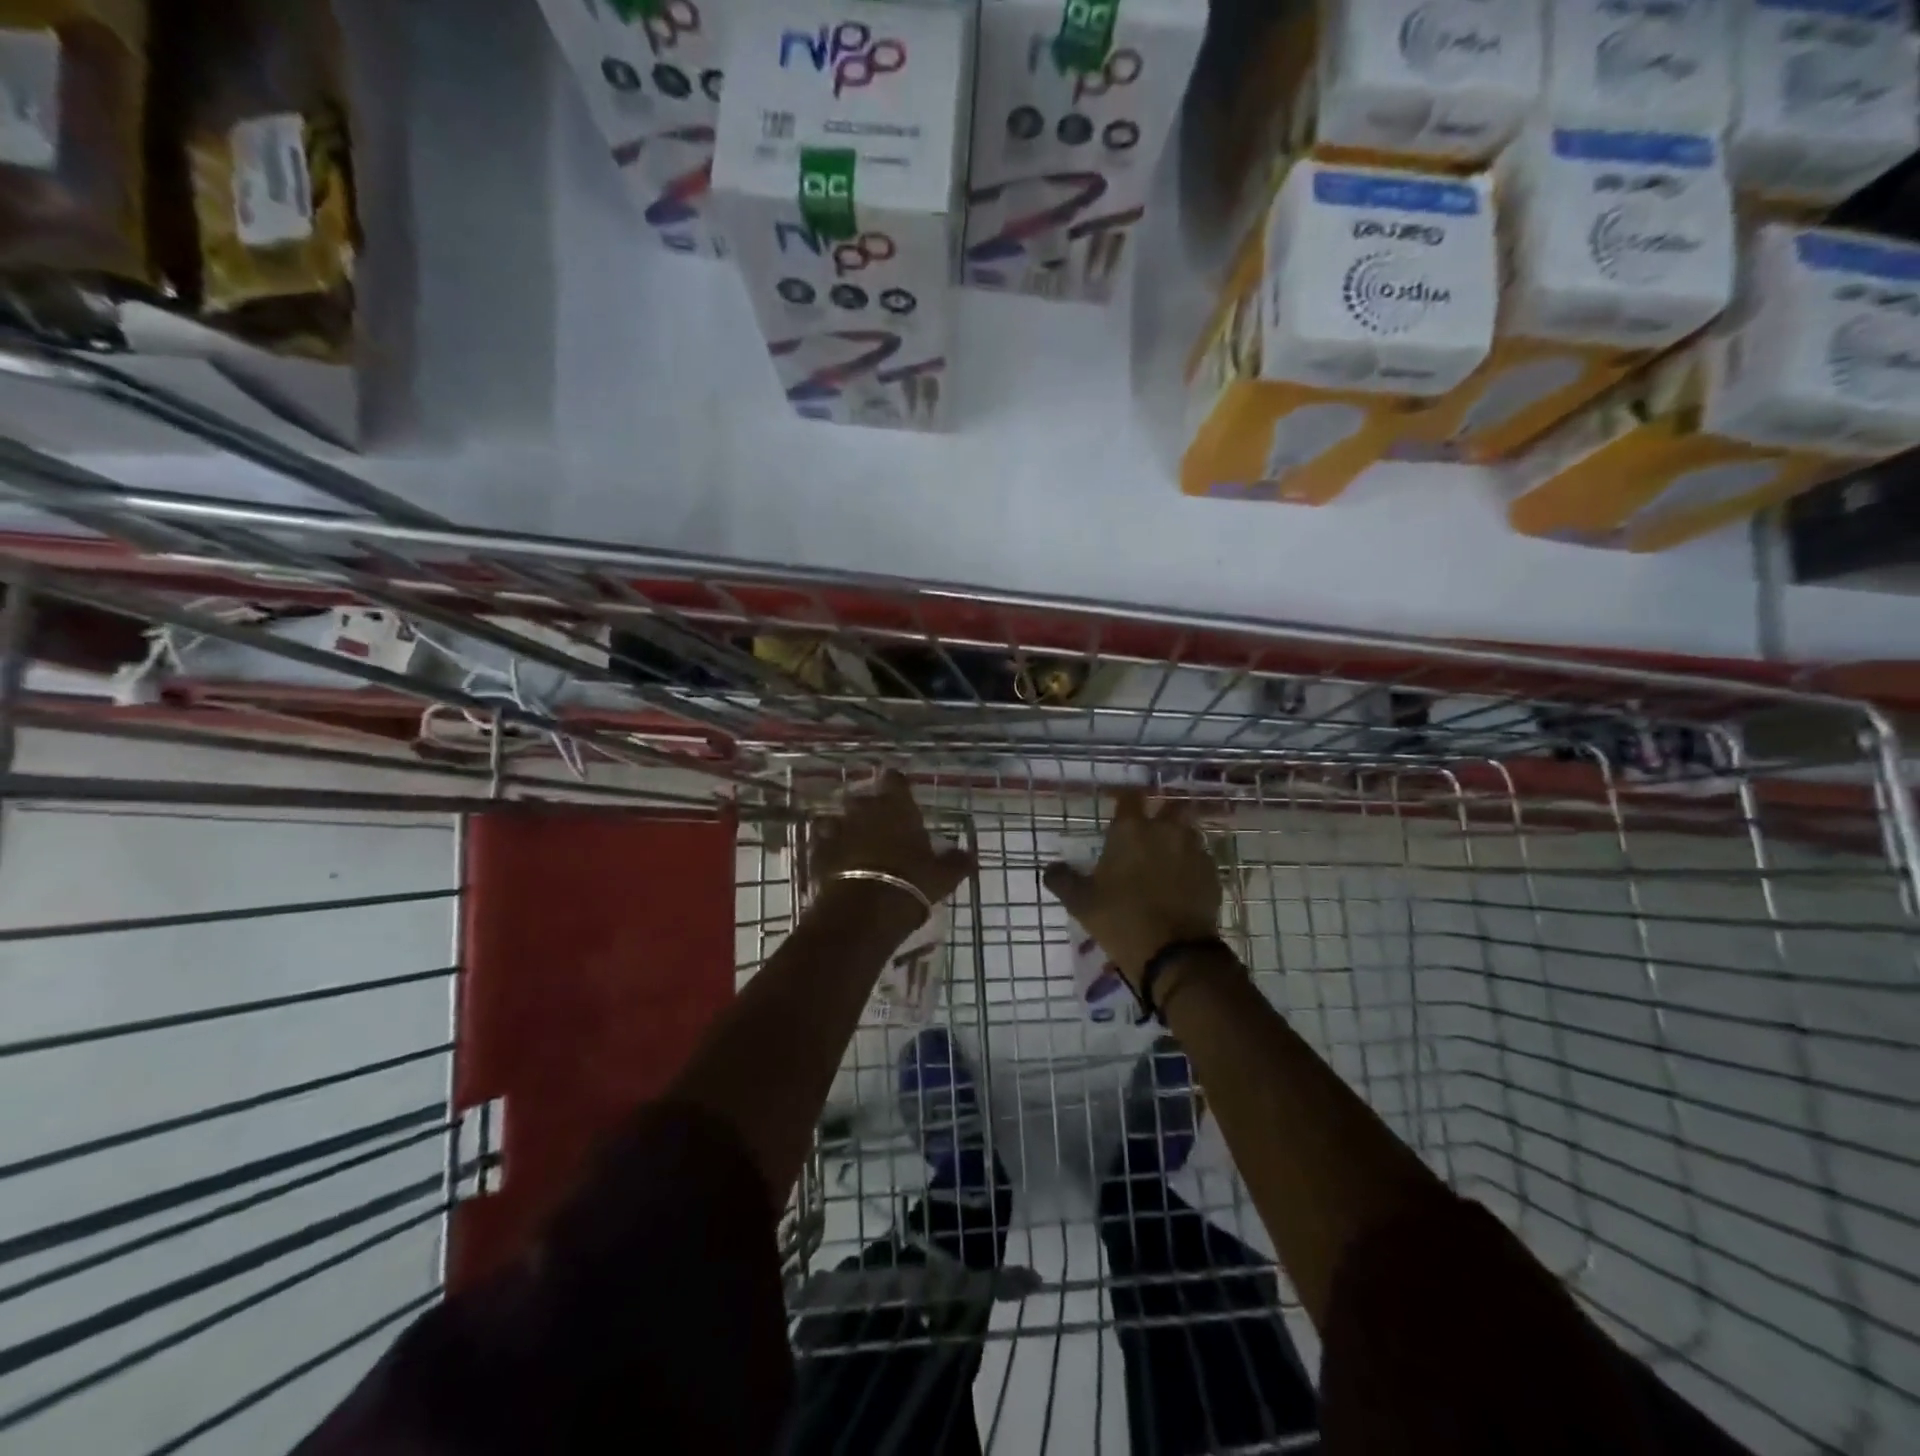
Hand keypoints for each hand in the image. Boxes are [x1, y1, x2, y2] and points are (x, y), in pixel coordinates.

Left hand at [811, 770, 974, 915]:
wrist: (864, 911)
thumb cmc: (910, 883)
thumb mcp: (943, 876)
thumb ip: (956, 862)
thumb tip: (970, 855)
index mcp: (896, 806)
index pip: (893, 779)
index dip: (895, 783)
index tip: (898, 791)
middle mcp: (864, 809)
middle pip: (861, 797)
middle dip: (867, 807)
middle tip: (877, 823)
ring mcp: (837, 829)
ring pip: (836, 818)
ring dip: (843, 827)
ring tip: (852, 842)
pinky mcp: (817, 852)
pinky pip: (821, 843)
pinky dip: (827, 849)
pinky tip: (834, 861)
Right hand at [1043, 789, 1219, 986]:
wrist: (1175, 954)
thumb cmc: (1121, 919)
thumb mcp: (1081, 902)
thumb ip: (1063, 879)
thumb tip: (1050, 868)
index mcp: (1131, 829)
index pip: (1130, 796)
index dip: (1125, 800)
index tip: (1120, 809)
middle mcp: (1165, 830)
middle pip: (1169, 807)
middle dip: (1161, 814)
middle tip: (1149, 833)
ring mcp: (1194, 850)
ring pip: (1188, 832)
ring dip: (1178, 839)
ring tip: (1167, 859)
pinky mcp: (1213, 874)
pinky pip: (1201, 859)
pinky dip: (1192, 865)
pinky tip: (1183, 883)